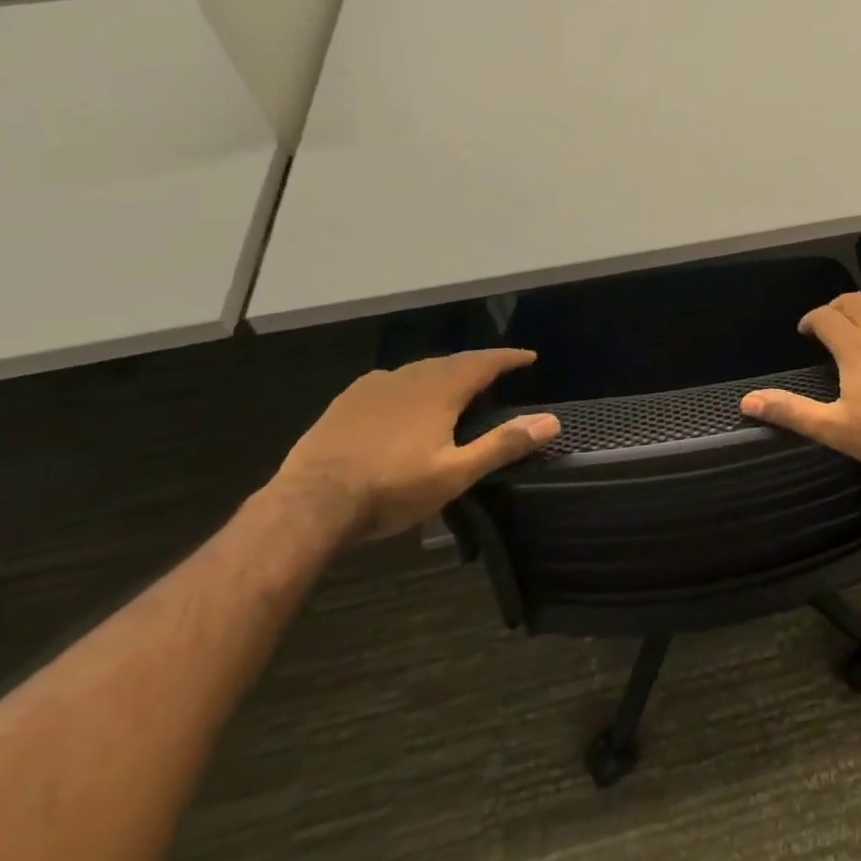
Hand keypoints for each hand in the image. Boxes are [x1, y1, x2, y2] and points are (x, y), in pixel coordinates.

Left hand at [273, 349, 558, 544]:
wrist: (309, 504)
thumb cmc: (390, 489)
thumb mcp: (455, 473)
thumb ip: (503, 444)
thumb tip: (551, 421)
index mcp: (441, 390)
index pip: (485, 362)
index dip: (509, 358)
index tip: (529, 357)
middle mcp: (411, 377)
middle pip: (454, 361)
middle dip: (479, 364)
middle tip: (496, 372)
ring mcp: (375, 386)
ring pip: (421, 369)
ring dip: (445, 372)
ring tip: (456, 384)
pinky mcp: (348, 401)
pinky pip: (390, 380)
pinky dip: (411, 383)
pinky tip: (404, 397)